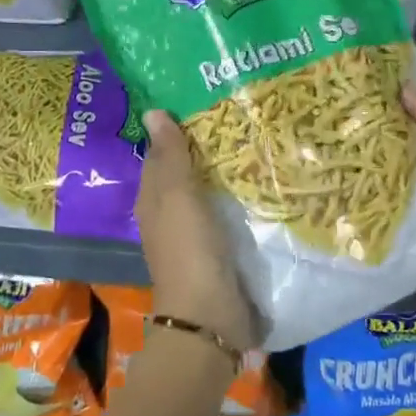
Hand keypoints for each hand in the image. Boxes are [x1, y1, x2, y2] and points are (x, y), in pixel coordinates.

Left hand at [135, 110, 258, 353]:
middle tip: (236, 110)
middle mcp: (171, 214)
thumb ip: (170, 157)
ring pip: (210, 192)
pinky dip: (240, 195)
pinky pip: (230, 212)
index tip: (200, 98)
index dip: (175, 129)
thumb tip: (152, 111)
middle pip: (187, 173)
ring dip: (227, 170)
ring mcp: (198, 234)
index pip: (161, 155)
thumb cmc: (189, 251)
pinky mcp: (223, 249)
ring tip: (256, 136)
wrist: (211, 317)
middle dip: (206, 146)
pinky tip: (262, 178)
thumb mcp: (177, 198)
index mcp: (153, 200)